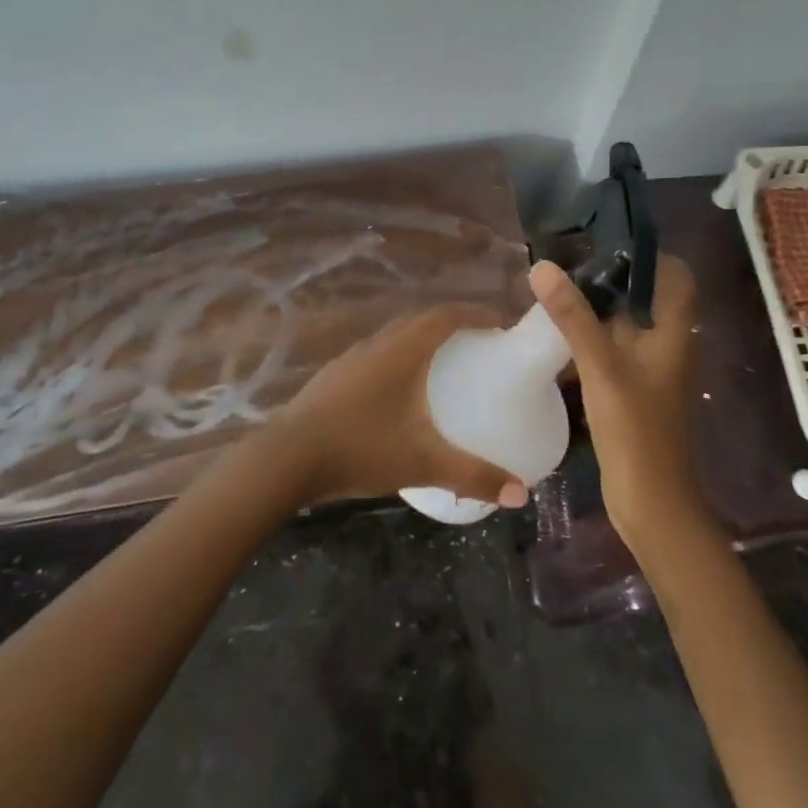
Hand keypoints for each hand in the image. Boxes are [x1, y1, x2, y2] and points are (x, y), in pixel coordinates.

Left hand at [264, 305, 529, 509]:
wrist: (287, 457)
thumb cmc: (361, 448)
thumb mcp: (423, 463)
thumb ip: (473, 476)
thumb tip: (521, 494)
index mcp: (404, 349)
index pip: (447, 315)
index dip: (477, 313)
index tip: (502, 323)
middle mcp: (379, 343)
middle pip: (422, 320)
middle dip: (454, 324)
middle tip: (480, 344)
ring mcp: (352, 357)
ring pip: (396, 336)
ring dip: (423, 340)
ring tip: (445, 365)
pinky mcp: (334, 376)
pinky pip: (377, 355)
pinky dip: (399, 359)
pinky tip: (400, 394)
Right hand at [528, 255, 706, 546]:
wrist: (651, 502)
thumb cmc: (635, 429)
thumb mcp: (601, 366)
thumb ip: (573, 317)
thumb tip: (543, 266)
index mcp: (674, 332)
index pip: (675, 275)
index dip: (647, 255)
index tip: (605, 244)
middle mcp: (667, 344)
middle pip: (645, 296)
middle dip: (609, 279)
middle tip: (566, 265)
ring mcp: (650, 369)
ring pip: (625, 324)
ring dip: (596, 309)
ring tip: (554, 293)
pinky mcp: (633, 389)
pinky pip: (613, 350)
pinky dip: (590, 338)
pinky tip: (556, 337)